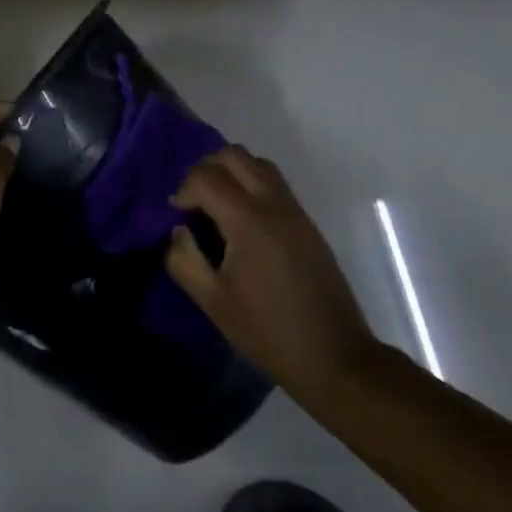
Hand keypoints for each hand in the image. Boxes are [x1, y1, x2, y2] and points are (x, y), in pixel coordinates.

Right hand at [166, 146, 376, 407]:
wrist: (335, 357)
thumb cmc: (268, 331)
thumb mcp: (213, 302)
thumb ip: (184, 260)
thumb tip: (178, 231)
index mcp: (248, 219)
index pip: (206, 177)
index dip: (183, 190)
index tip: (176, 216)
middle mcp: (273, 203)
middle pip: (234, 155)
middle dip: (206, 169)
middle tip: (194, 202)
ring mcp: (295, 210)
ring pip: (257, 163)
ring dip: (231, 172)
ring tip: (218, 207)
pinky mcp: (307, 222)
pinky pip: (274, 183)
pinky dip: (251, 184)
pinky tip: (243, 223)